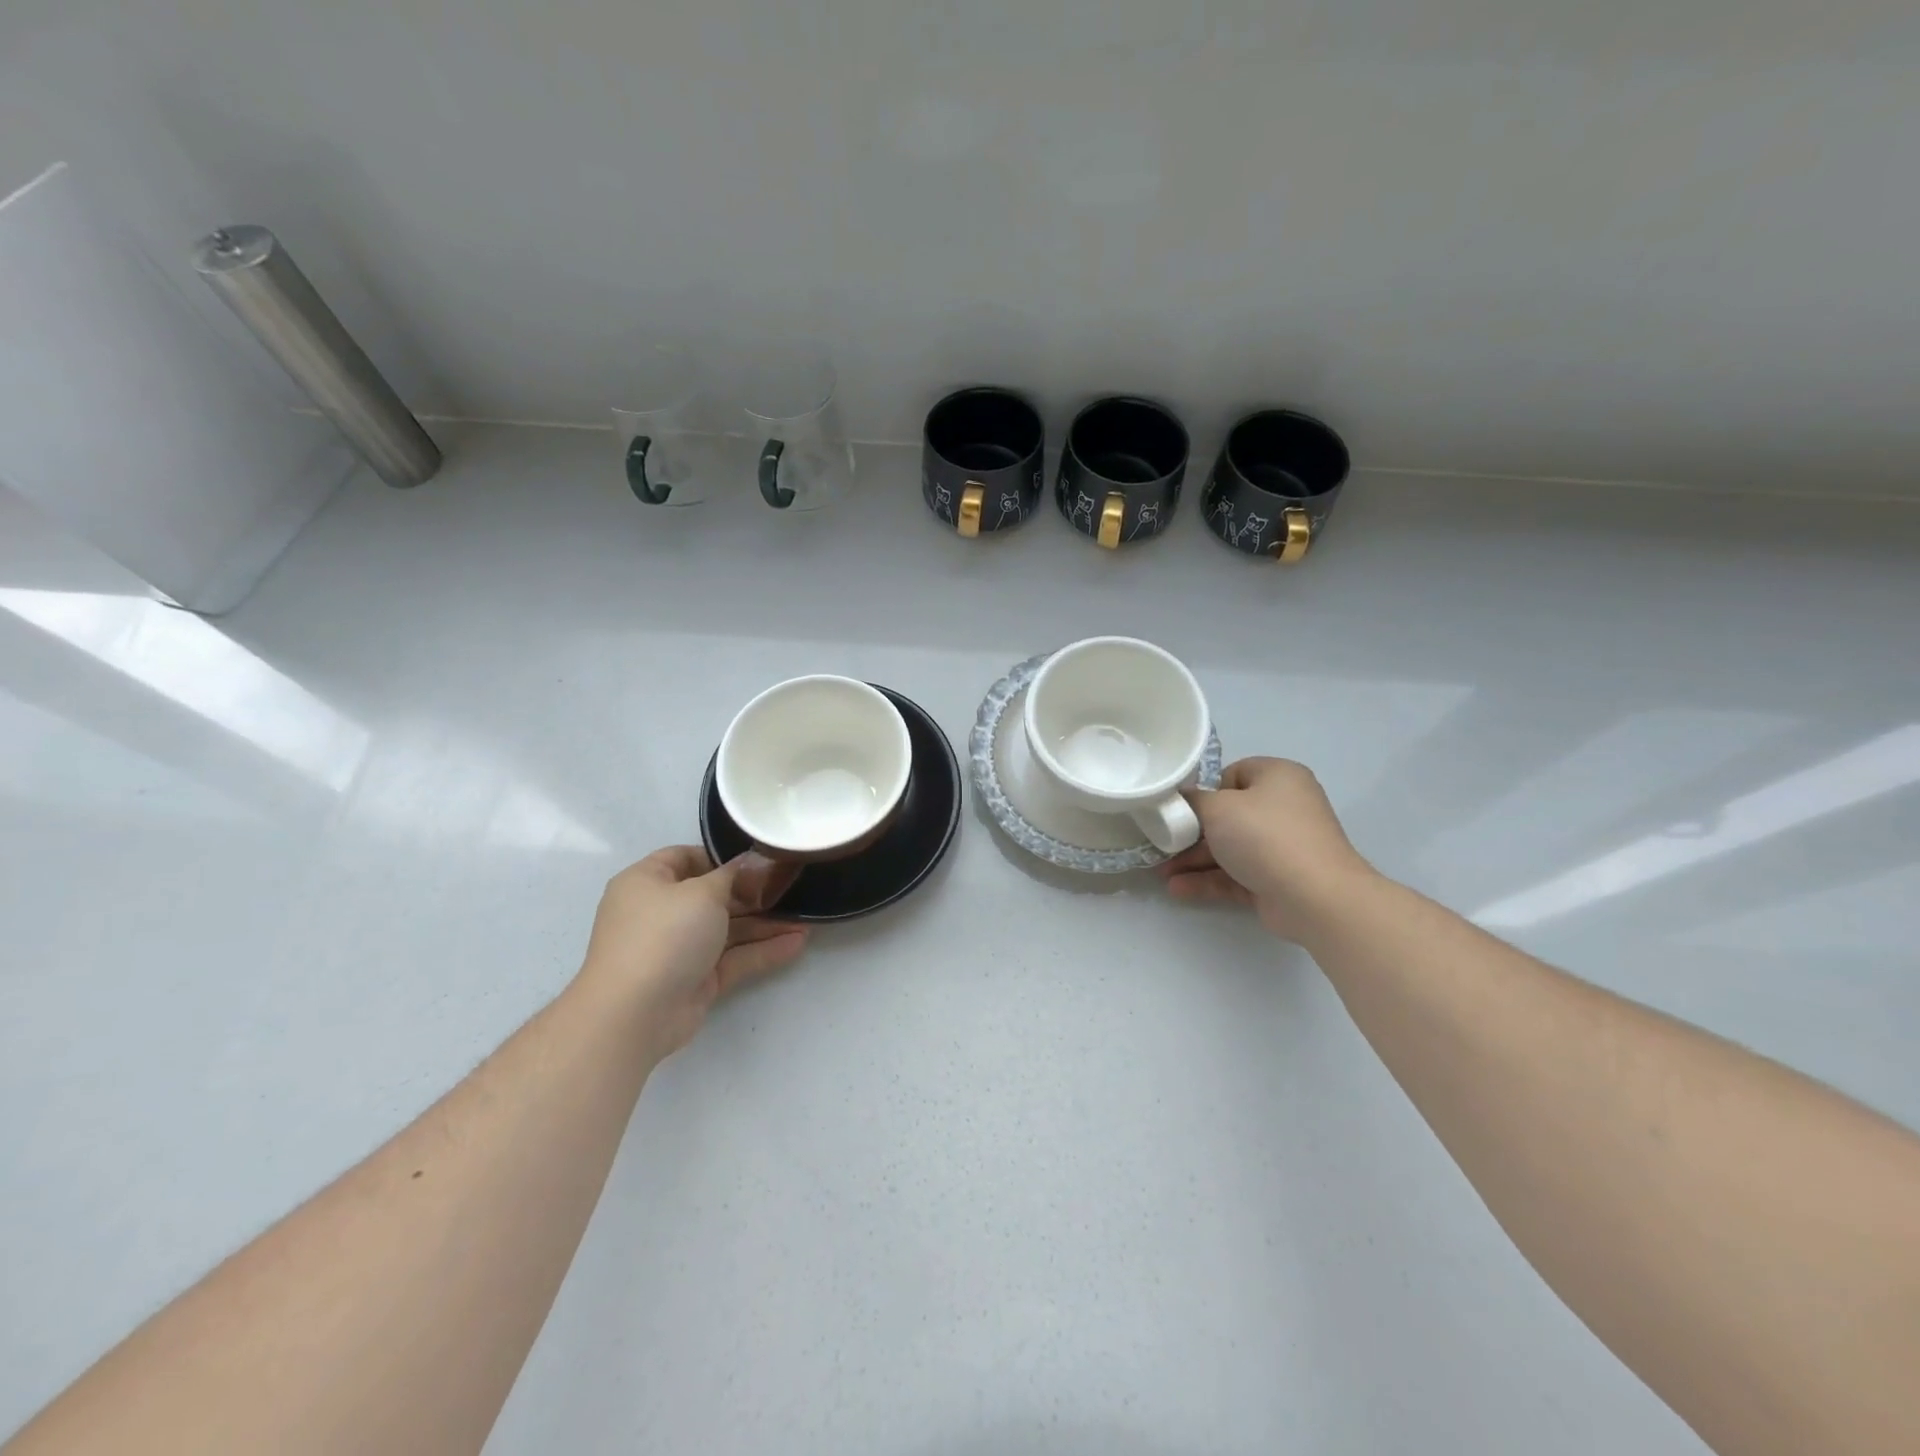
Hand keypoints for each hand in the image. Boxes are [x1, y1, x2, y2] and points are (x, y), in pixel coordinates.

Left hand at [577, 846, 807, 1059]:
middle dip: (753, 894)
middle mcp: (659, 913)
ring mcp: (677, 949)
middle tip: (792, 888)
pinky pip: (732, 958)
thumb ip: (734, 876)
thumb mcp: (703, 892)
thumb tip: (754, 861)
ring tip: (805, 918)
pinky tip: (797, 943)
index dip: (721, 856)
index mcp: (647, 882)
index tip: (759, 860)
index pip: (684, 858)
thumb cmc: (664, 935)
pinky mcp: (695, 980)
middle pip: (712, 895)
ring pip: (726, 930)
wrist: (635, 1014)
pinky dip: (761, 951)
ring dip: (764, 924)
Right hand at [1157, 757, 1374, 938]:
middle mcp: (1283, 808)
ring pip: (1229, 848)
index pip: (1234, 774)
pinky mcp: (1277, 880)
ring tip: (1161, 873)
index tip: (1181, 807)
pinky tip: (1177, 889)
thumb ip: (1193, 800)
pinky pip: (1236, 875)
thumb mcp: (1218, 808)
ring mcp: (1282, 846)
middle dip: (1191, 832)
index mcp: (1278, 777)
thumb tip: (1183, 799)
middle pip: (1228, 815)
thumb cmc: (1264, 836)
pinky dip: (1209, 880)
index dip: (1206, 789)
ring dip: (1194, 860)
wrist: (1315, 897)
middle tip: (1162, 842)